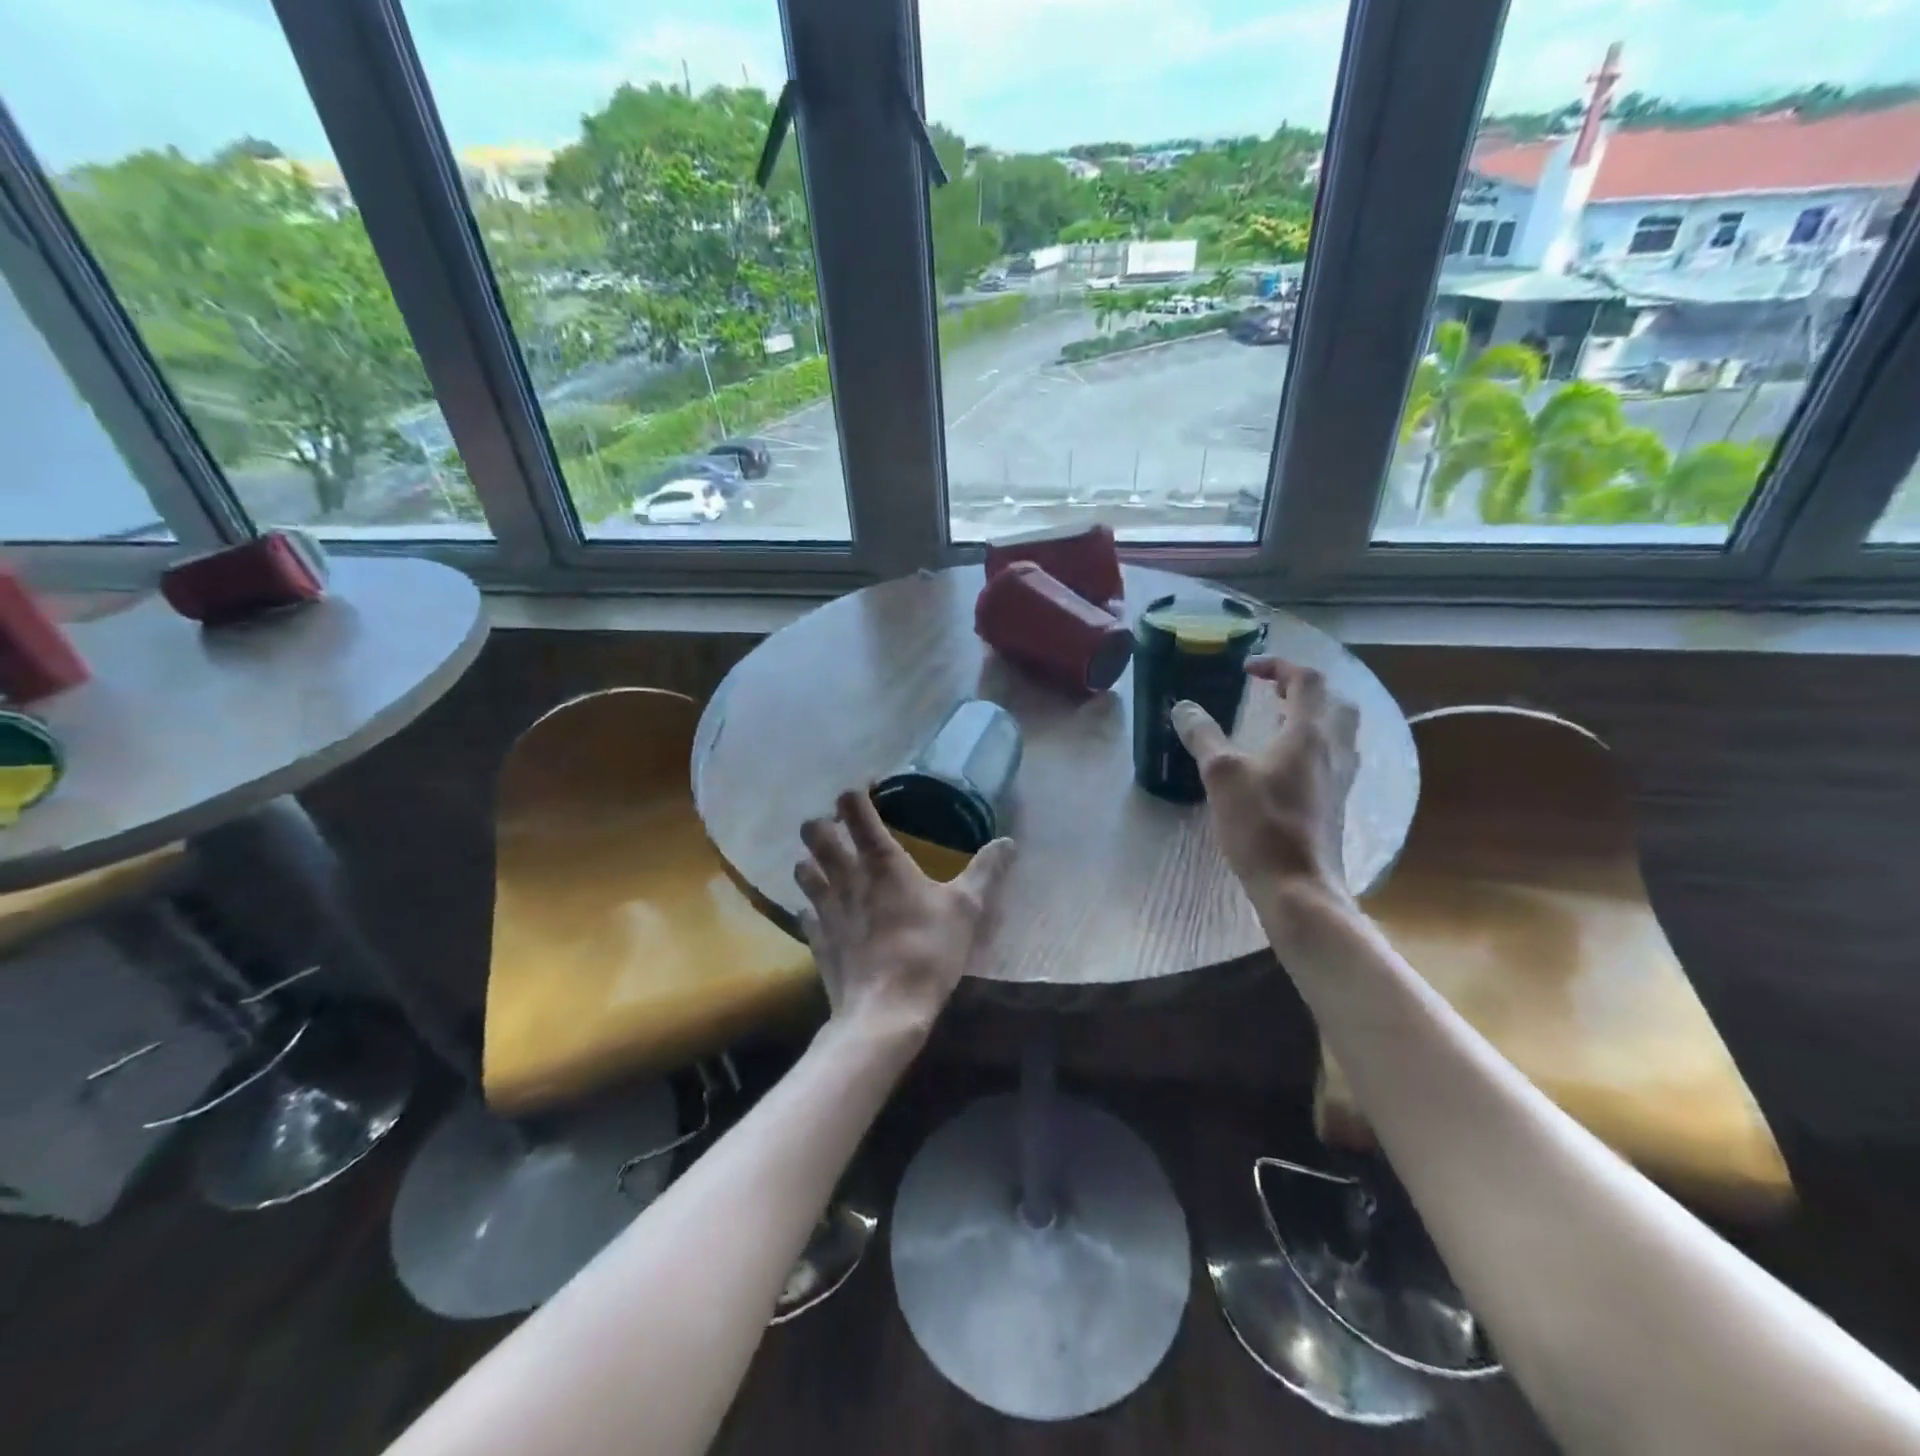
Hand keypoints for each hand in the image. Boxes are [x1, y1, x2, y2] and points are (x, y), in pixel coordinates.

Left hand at [795, 789, 1015, 1039]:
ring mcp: (824, 907)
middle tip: (841, 829)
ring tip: (827, 865)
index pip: (854, 808)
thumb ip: (986, 872)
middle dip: (822, 823)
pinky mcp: (815, 937)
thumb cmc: (929, 951)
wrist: (885, 1011)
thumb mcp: (967, 909)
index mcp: (881, 860)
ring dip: (811, 860)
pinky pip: (804, 911)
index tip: (867, 793)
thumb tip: (1009, 842)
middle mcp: (845, 875)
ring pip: (802, 868)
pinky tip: (823, 912)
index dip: (855, 794)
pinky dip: (811, 905)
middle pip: (815, 832)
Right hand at [1171, 657, 1359, 901]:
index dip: (1279, 665)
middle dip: (1305, 689)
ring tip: (1276, 724)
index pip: (1307, 680)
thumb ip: (1203, 736)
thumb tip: (1183, 707)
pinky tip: (1284, 766)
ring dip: (1312, 718)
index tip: (1248, 670)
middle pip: (1334, 702)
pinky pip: (1333, 759)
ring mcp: (1340, 778)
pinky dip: (1312, 747)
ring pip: (1339, 732)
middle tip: (1272, 693)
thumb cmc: (1260, 824)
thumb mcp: (1221, 774)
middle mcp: (1334, 749)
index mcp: (1309, 733)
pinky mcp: (1336, 804)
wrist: (1298, 886)